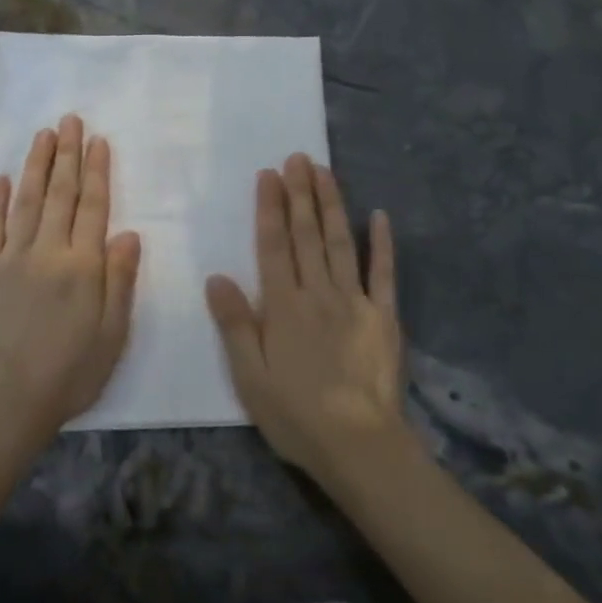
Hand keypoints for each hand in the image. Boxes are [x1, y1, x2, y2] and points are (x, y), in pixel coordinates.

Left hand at [0, 114, 141, 451]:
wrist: (10, 399)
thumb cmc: (72, 370)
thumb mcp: (113, 332)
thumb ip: (120, 279)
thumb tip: (128, 233)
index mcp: (82, 265)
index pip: (93, 206)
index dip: (97, 171)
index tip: (98, 140)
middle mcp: (47, 251)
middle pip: (60, 194)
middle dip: (66, 154)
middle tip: (69, 120)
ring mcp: (10, 258)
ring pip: (25, 200)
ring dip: (36, 165)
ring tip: (42, 135)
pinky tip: (0, 177)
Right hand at [206, 154, 407, 485]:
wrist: (358, 444)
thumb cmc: (295, 414)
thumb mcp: (249, 376)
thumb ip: (235, 324)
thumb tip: (217, 277)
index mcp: (283, 306)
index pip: (273, 246)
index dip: (270, 208)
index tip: (269, 175)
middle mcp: (318, 293)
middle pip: (307, 235)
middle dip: (300, 194)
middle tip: (298, 158)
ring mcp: (355, 301)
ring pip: (341, 243)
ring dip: (332, 205)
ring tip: (325, 171)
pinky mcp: (384, 317)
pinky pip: (384, 274)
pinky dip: (382, 244)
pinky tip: (379, 215)